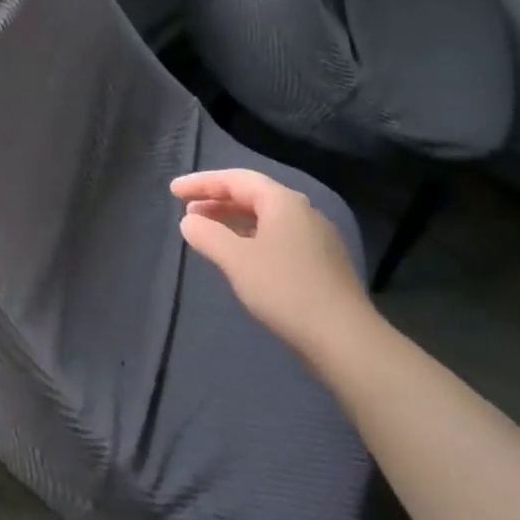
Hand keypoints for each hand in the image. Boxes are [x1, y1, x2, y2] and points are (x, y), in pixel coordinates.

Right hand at [170, 168, 372, 358]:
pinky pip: (278, 237)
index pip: (236, 179)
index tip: (173, 191)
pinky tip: (240, 256)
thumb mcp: (236, 260)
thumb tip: (189, 221)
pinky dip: (251, 237)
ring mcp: (316, 238)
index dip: (202, 182)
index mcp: (283, 202)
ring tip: (207, 232)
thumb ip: (208, 235)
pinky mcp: (322, 263)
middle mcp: (303, 212)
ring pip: (266, 218)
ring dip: (233, 220)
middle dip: (217, 200)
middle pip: (253, 195)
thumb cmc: (285, 290)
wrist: (345, 340)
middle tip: (187, 211)